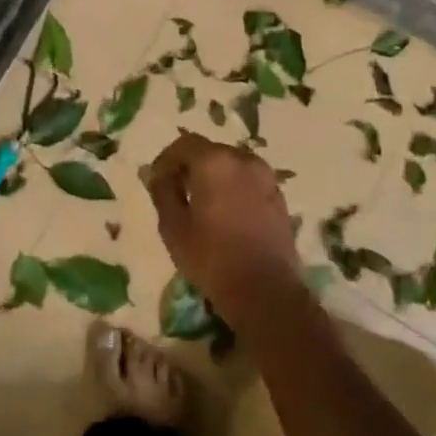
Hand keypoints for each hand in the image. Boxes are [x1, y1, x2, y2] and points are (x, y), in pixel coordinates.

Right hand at [144, 132, 298, 324]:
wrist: (266, 291)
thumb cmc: (212, 258)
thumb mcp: (173, 227)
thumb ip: (163, 192)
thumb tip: (159, 175)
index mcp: (214, 162)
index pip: (184, 144)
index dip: (166, 160)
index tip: (156, 180)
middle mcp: (243, 160)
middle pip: (210, 152)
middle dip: (191, 166)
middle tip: (177, 191)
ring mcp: (266, 177)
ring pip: (232, 165)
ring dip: (214, 176)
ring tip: (202, 204)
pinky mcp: (279, 196)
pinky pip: (249, 181)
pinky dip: (234, 188)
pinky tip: (226, 214)